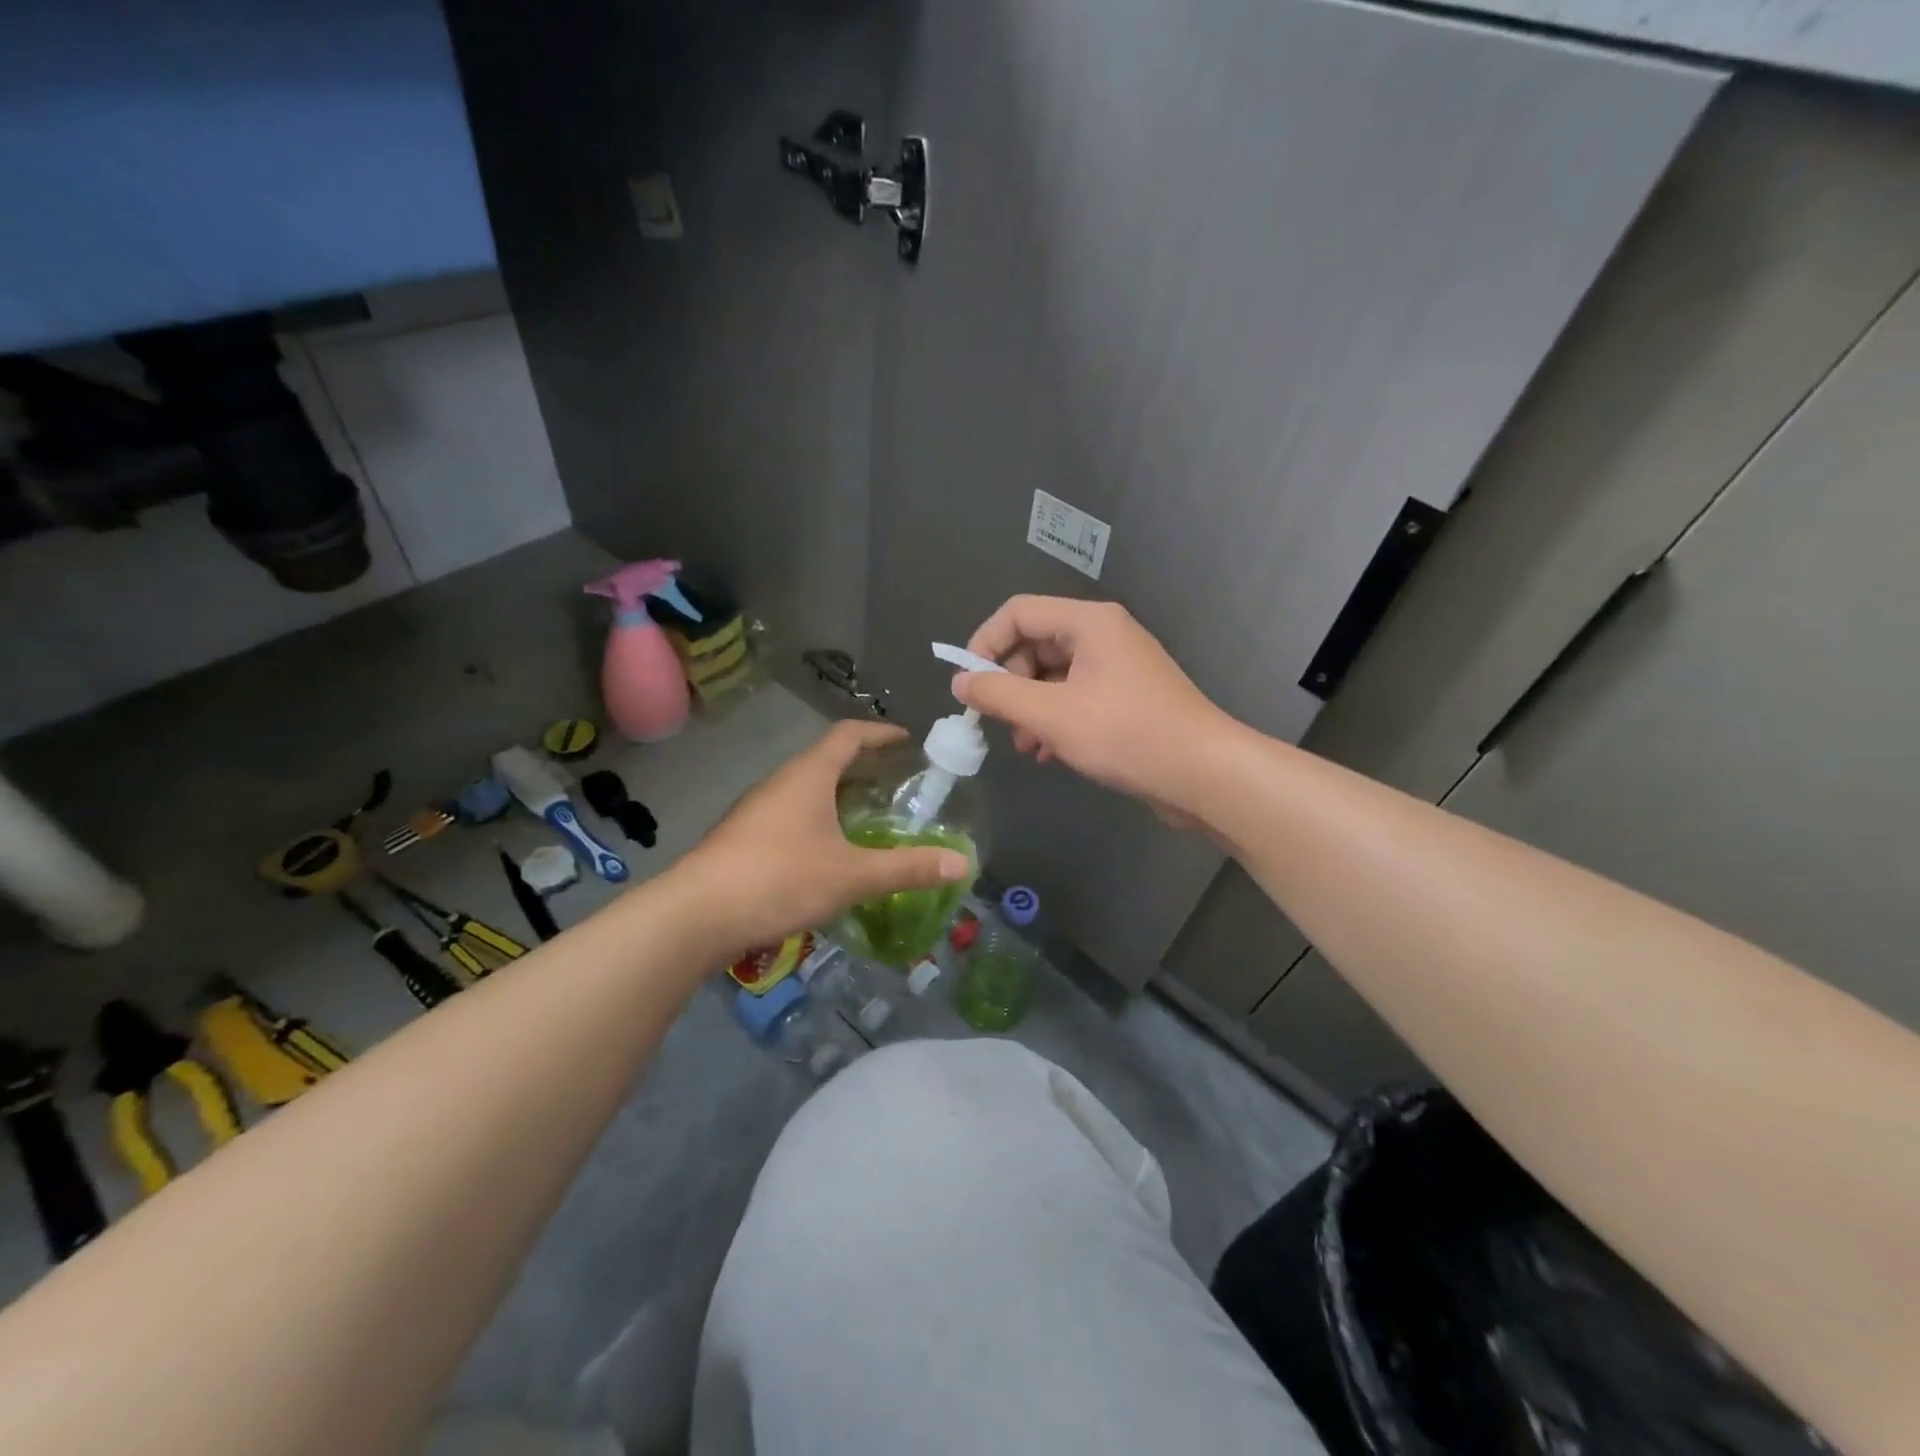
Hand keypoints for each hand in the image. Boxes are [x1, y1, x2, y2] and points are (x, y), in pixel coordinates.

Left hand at [676, 720, 969, 954]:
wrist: (696, 914)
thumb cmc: (779, 878)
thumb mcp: (852, 875)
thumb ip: (907, 868)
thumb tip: (962, 863)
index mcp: (808, 775)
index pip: (848, 734)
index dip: (879, 733)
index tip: (906, 739)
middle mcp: (780, 782)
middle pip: (827, 759)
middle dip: (863, 766)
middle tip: (897, 782)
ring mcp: (756, 809)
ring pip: (806, 789)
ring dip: (838, 794)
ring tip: (868, 816)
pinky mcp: (743, 837)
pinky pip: (790, 813)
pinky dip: (818, 819)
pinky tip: (828, 851)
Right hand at [952, 596, 1230, 818]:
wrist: (1203, 773)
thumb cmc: (1126, 734)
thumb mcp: (1052, 715)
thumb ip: (999, 695)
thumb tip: (960, 683)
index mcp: (1088, 622)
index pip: (1018, 613)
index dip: (985, 643)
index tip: (968, 684)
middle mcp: (1104, 635)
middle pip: (1035, 643)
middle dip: (1009, 683)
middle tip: (997, 721)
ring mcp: (1118, 667)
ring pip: (1054, 676)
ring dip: (1029, 707)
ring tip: (1024, 746)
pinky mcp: (1126, 698)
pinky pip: (1076, 697)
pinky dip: (1055, 720)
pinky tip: (1048, 754)